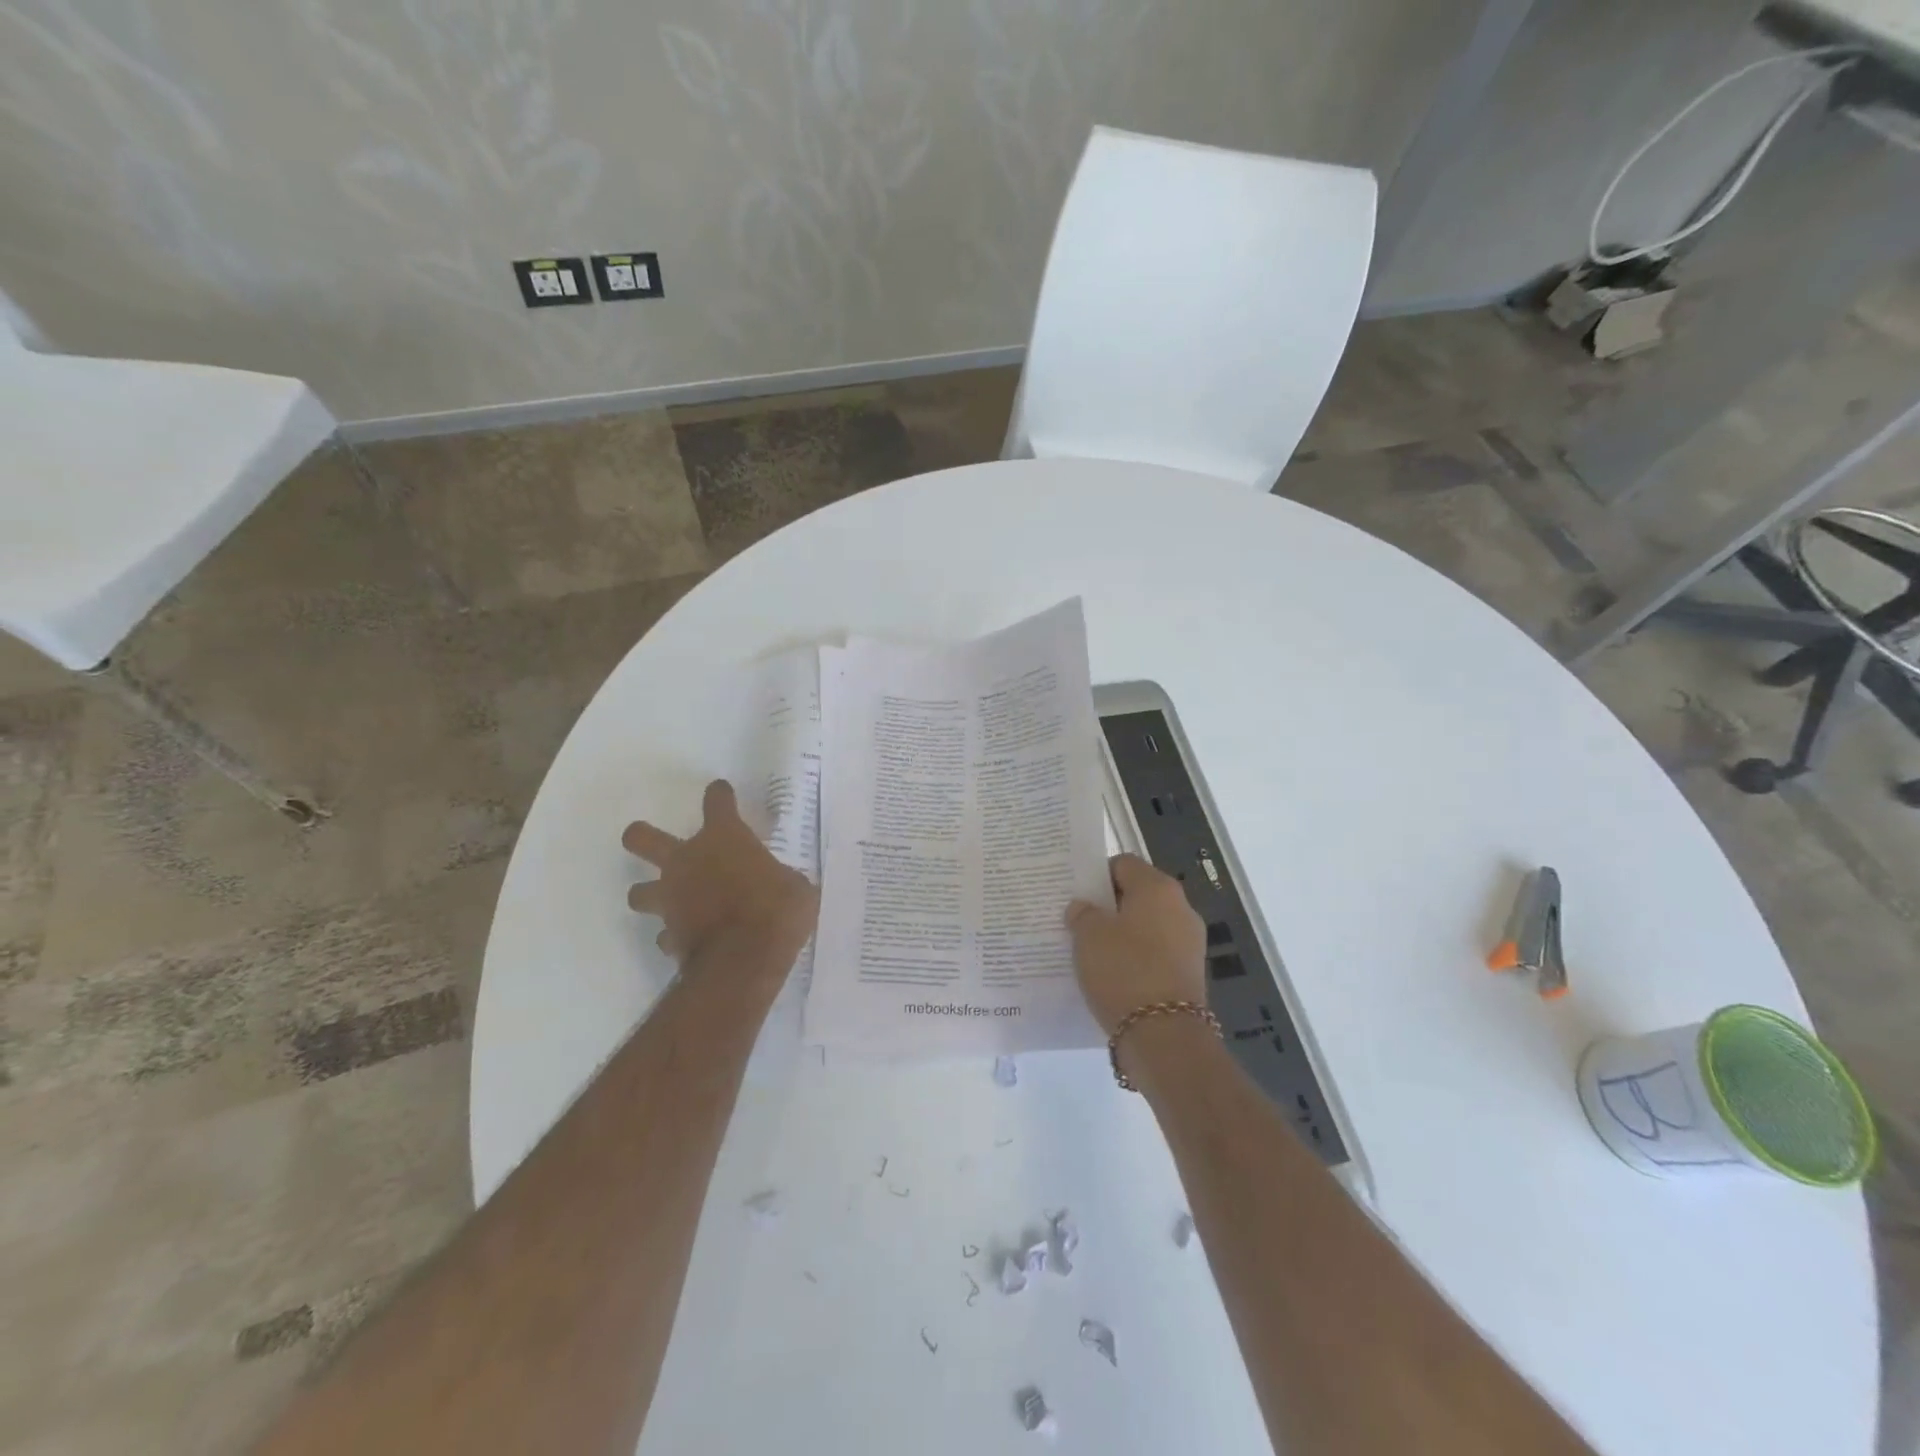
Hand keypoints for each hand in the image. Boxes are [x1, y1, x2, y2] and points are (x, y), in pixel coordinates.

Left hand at [623, 780, 817, 975]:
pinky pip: (664, 933)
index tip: (721, 792)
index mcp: (724, 838)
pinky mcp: (670, 935)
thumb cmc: (778, 911)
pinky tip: (687, 938)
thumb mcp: (796, 887)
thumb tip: (783, 884)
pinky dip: (673, 934)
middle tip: (649, 840)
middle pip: (641, 839)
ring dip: (650, 893)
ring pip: (638, 891)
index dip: (720, 794)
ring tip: (667, 899)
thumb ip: (782, 879)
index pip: (717, 801)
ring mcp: (672, 899)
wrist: (745, 960)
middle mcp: (687, 861)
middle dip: (641, 836)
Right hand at [1065, 854, 1206, 1034]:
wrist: (1164, 1035)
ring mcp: (1189, 942)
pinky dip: (1134, 959)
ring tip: (1090, 951)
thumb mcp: (1088, 935)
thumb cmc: (1123, 970)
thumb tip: (1084, 908)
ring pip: (1145, 927)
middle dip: (1108, 906)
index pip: (1123, 864)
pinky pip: (1154, 955)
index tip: (1075, 894)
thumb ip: (1083, 913)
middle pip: (1137, 895)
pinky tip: (1110, 975)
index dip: (1097, 875)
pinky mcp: (1188, 974)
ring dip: (1121, 934)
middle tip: (1077, 921)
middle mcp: (1180, 908)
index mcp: (1158, 887)